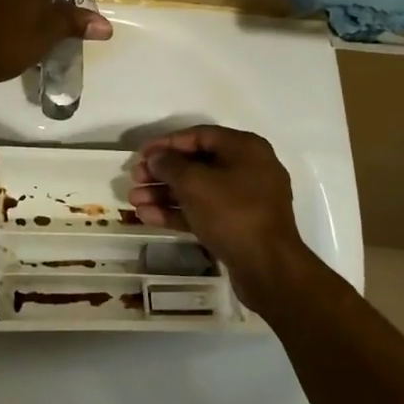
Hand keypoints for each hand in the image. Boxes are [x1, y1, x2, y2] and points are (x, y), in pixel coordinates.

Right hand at [128, 126, 309, 313]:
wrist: (268, 268)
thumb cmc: (232, 213)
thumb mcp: (195, 183)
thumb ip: (170, 164)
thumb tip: (157, 158)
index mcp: (245, 149)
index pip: (199, 135)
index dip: (167, 142)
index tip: (141, 153)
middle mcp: (248, 169)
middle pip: (196, 164)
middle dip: (162, 172)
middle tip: (135, 179)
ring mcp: (244, 200)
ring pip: (197, 190)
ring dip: (164, 194)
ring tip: (134, 201)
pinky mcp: (238, 226)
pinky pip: (204, 211)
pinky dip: (177, 212)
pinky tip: (148, 217)